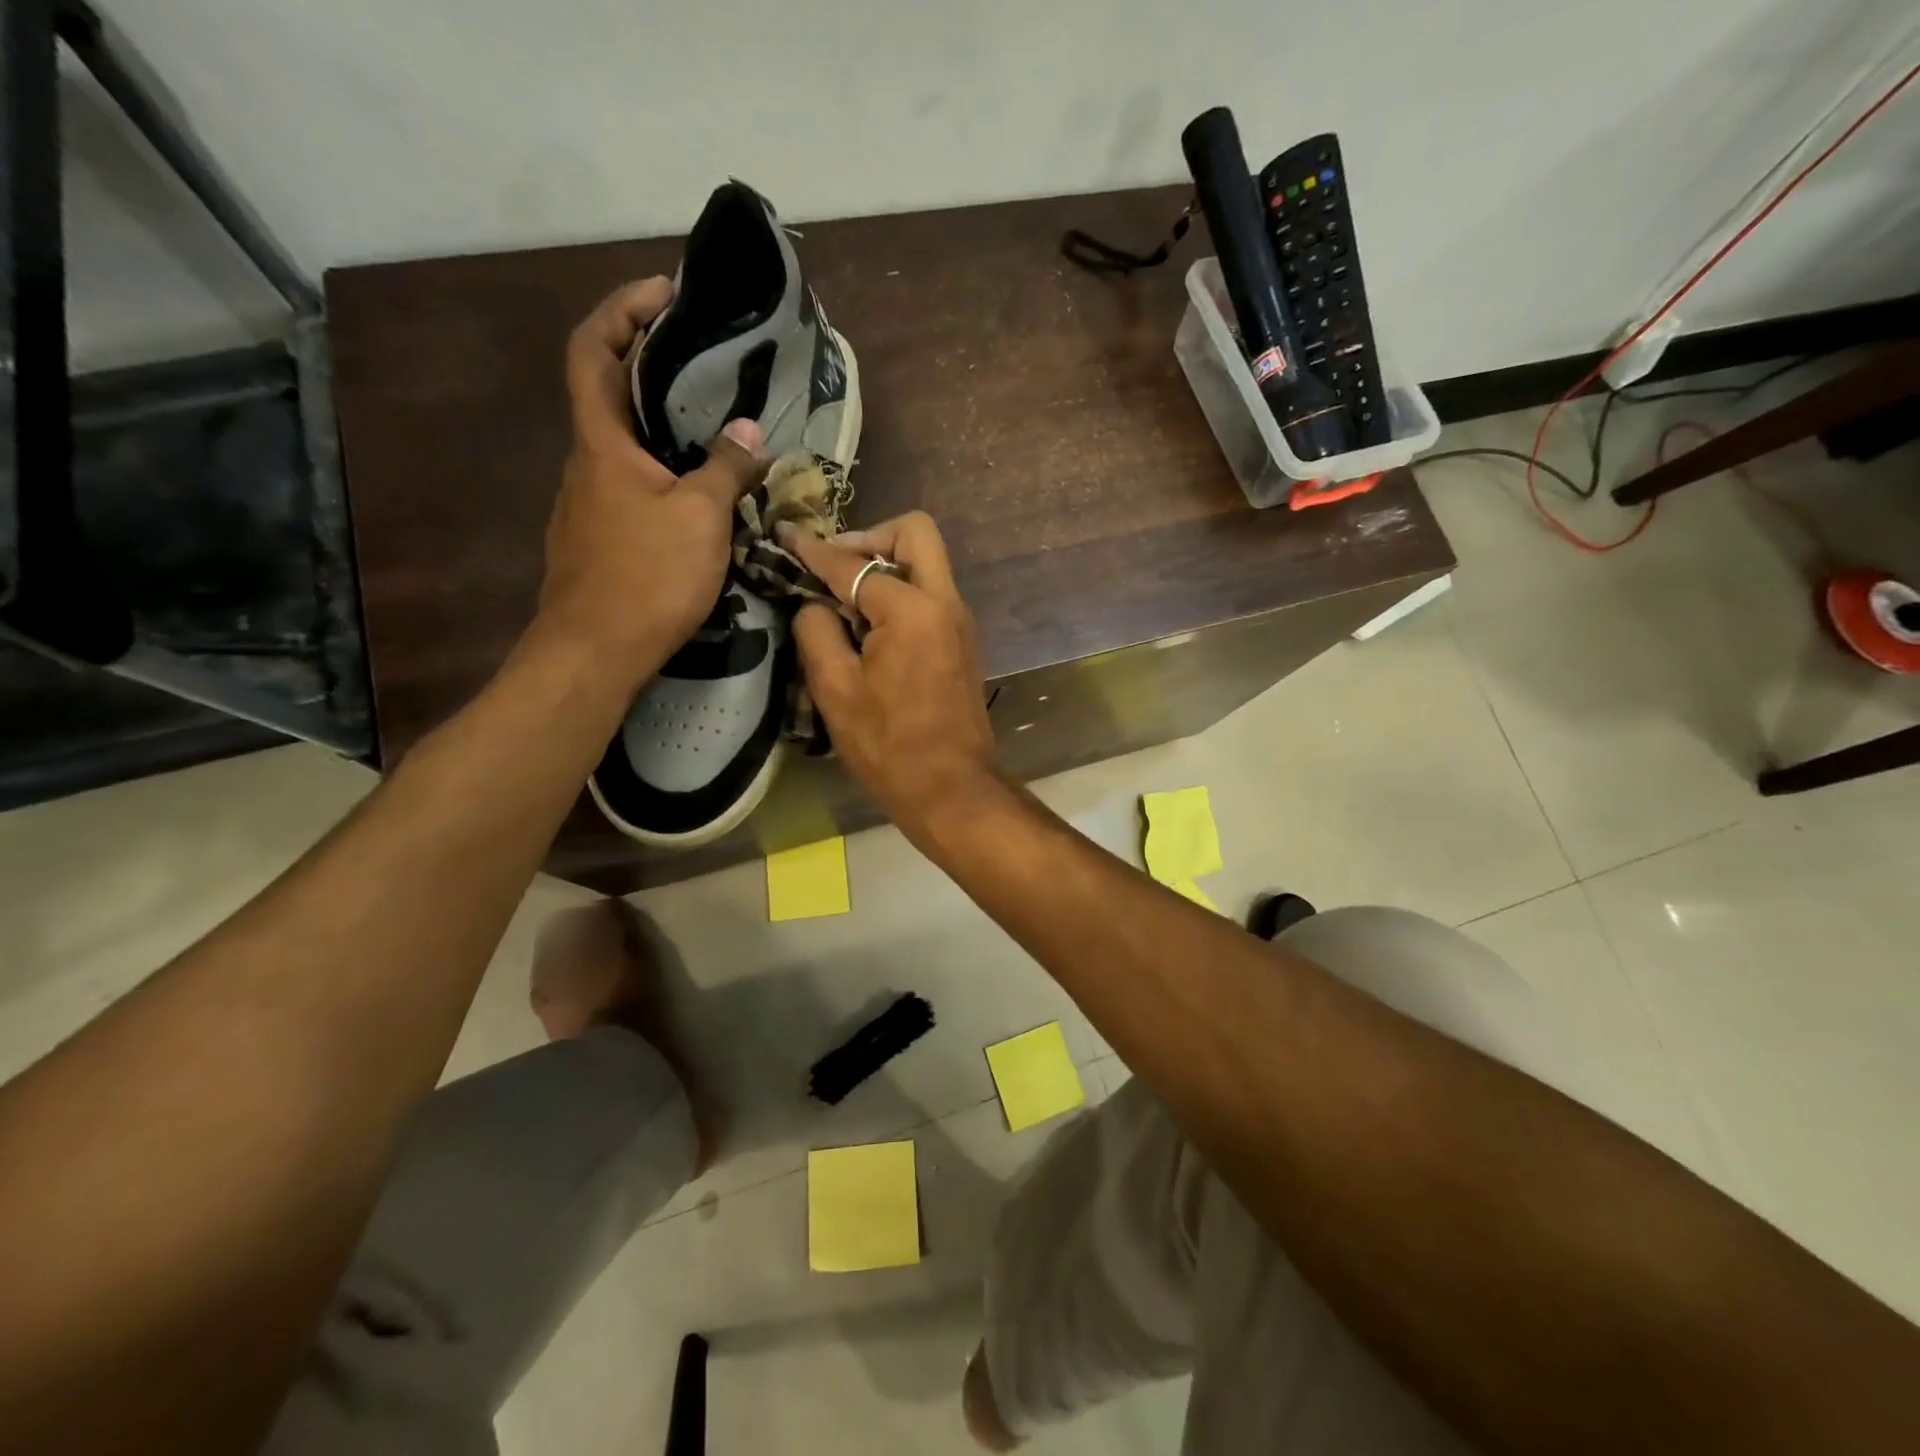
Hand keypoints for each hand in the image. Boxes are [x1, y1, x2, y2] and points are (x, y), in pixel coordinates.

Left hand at [537, 278, 767, 692]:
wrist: (596, 650)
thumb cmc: (647, 574)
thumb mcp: (702, 517)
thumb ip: (726, 468)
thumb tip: (750, 431)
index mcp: (602, 441)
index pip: (593, 349)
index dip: (622, 310)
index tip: (666, 295)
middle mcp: (586, 462)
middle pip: (608, 392)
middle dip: (650, 364)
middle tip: (704, 359)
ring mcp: (588, 503)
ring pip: (622, 444)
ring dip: (660, 423)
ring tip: (713, 423)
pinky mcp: (599, 537)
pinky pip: (630, 484)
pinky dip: (661, 469)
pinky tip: (698, 491)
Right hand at [783, 512, 998, 834]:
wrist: (951, 789)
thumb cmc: (889, 746)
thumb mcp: (835, 689)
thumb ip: (817, 631)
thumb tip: (814, 603)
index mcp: (912, 610)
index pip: (854, 564)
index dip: (814, 550)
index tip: (787, 536)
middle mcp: (945, 602)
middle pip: (915, 533)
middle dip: (869, 537)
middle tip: (834, 567)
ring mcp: (960, 621)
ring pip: (926, 561)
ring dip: (886, 564)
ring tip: (845, 598)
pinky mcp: (962, 641)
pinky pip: (931, 592)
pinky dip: (901, 591)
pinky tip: (870, 625)